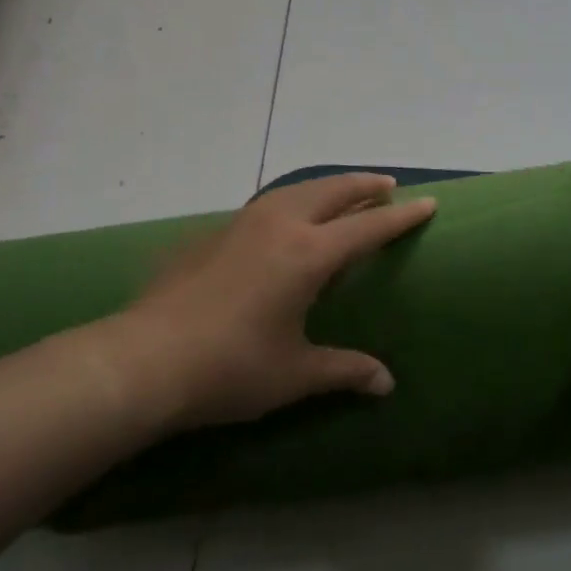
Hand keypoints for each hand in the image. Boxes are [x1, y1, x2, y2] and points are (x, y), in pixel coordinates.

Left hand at [94, 174, 435, 431]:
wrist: (142, 361)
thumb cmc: (230, 368)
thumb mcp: (294, 373)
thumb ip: (344, 370)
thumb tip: (386, 383)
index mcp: (309, 255)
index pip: (368, 228)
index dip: (401, 217)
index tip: (427, 204)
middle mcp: (280, 226)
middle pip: (333, 192)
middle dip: (364, 186)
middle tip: (387, 187)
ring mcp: (243, 224)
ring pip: (296, 190)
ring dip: (326, 187)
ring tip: (341, 192)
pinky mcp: (213, 233)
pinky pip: (266, 205)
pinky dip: (290, 201)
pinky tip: (283, 220)